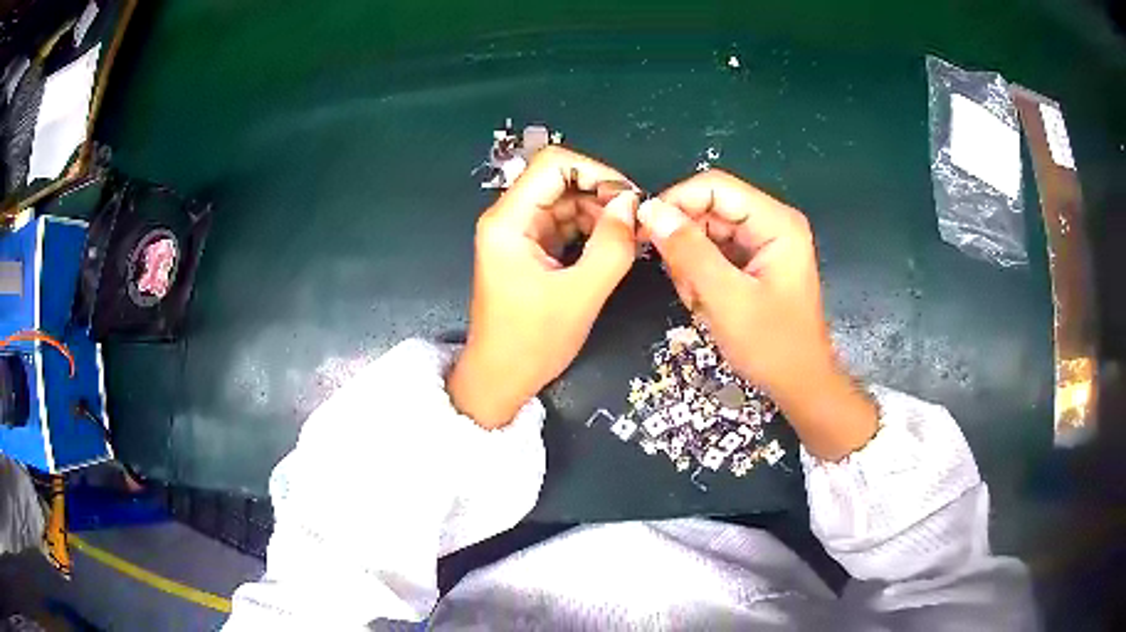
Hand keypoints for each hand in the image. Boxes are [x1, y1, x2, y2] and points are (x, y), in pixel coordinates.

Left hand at [447, 147, 639, 428]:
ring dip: (600, 213)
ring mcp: (519, 234)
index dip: (596, 171)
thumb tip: (632, 203)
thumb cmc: (531, 343)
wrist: (500, 379)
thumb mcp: (580, 295)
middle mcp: (509, 218)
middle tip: (637, 223)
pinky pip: (564, 225)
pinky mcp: (529, 250)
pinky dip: (591, 230)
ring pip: (566, 202)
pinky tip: (614, 246)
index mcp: (509, 221)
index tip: (629, 197)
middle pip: (560, 180)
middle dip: (602, 194)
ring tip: (631, 238)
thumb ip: (611, 246)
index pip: (553, 164)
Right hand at [640, 170, 876, 459]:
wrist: (800, 384)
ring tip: (699, 300)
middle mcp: (770, 223)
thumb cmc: (773, 346)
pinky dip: (700, 275)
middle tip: (681, 282)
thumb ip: (689, 253)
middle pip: (709, 208)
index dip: (676, 201)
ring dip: (691, 263)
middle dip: (685, 241)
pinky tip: (705, 302)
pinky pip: (712, 253)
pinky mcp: (753, 261)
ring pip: (705, 232)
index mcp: (776, 222)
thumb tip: (650, 211)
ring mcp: (762, 242)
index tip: (644, 230)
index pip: (715, 187)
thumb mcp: (727, 300)